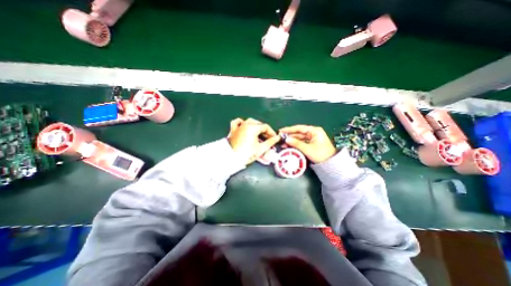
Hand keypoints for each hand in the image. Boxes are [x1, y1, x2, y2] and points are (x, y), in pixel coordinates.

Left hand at [228, 117, 281, 164]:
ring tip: (259, 133)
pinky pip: (237, 122)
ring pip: (249, 122)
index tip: (274, 138)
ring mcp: (238, 126)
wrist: (231, 159)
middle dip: (265, 130)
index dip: (271, 132)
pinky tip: (245, 125)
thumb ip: (270, 142)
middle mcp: (245, 124)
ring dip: (256, 126)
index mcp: (252, 128)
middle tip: (268, 138)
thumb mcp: (261, 149)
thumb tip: (277, 138)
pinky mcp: (233, 130)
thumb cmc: (246, 154)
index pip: (265, 127)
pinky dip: (242, 122)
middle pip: (258, 124)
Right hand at [279, 124, 336, 162]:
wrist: (331, 163)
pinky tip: (289, 145)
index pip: (299, 128)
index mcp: (314, 131)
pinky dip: (295, 143)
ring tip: (282, 142)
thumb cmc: (321, 154)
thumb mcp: (307, 149)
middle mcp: (313, 132)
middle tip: (280, 137)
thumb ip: (296, 143)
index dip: (289, 129)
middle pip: (299, 132)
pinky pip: (302, 141)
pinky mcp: (311, 142)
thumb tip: (286, 139)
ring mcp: (312, 137)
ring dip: (292, 140)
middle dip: (289, 135)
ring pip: (299, 137)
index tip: (281, 130)